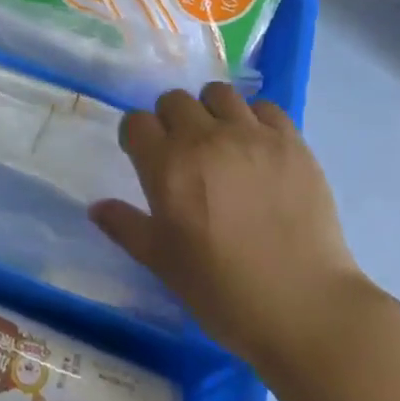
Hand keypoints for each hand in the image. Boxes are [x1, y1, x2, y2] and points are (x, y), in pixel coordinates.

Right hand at [90, 83, 367, 368]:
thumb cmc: (221, 290)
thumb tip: (96, 207)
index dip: (136, 137)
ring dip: (211, 112)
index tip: (143, 157)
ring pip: (219, 94)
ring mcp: (252, 136)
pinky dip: (255, 120)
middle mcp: (206, 139)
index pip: (136, 122)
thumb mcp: (161, 263)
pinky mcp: (292, 142)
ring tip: (221, 142)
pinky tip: (258, 149)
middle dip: (170, 121)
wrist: (303, 306)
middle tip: (182, 153)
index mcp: (167, 166)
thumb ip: (126, 227)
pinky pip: (265, 108)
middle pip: (174, 100)